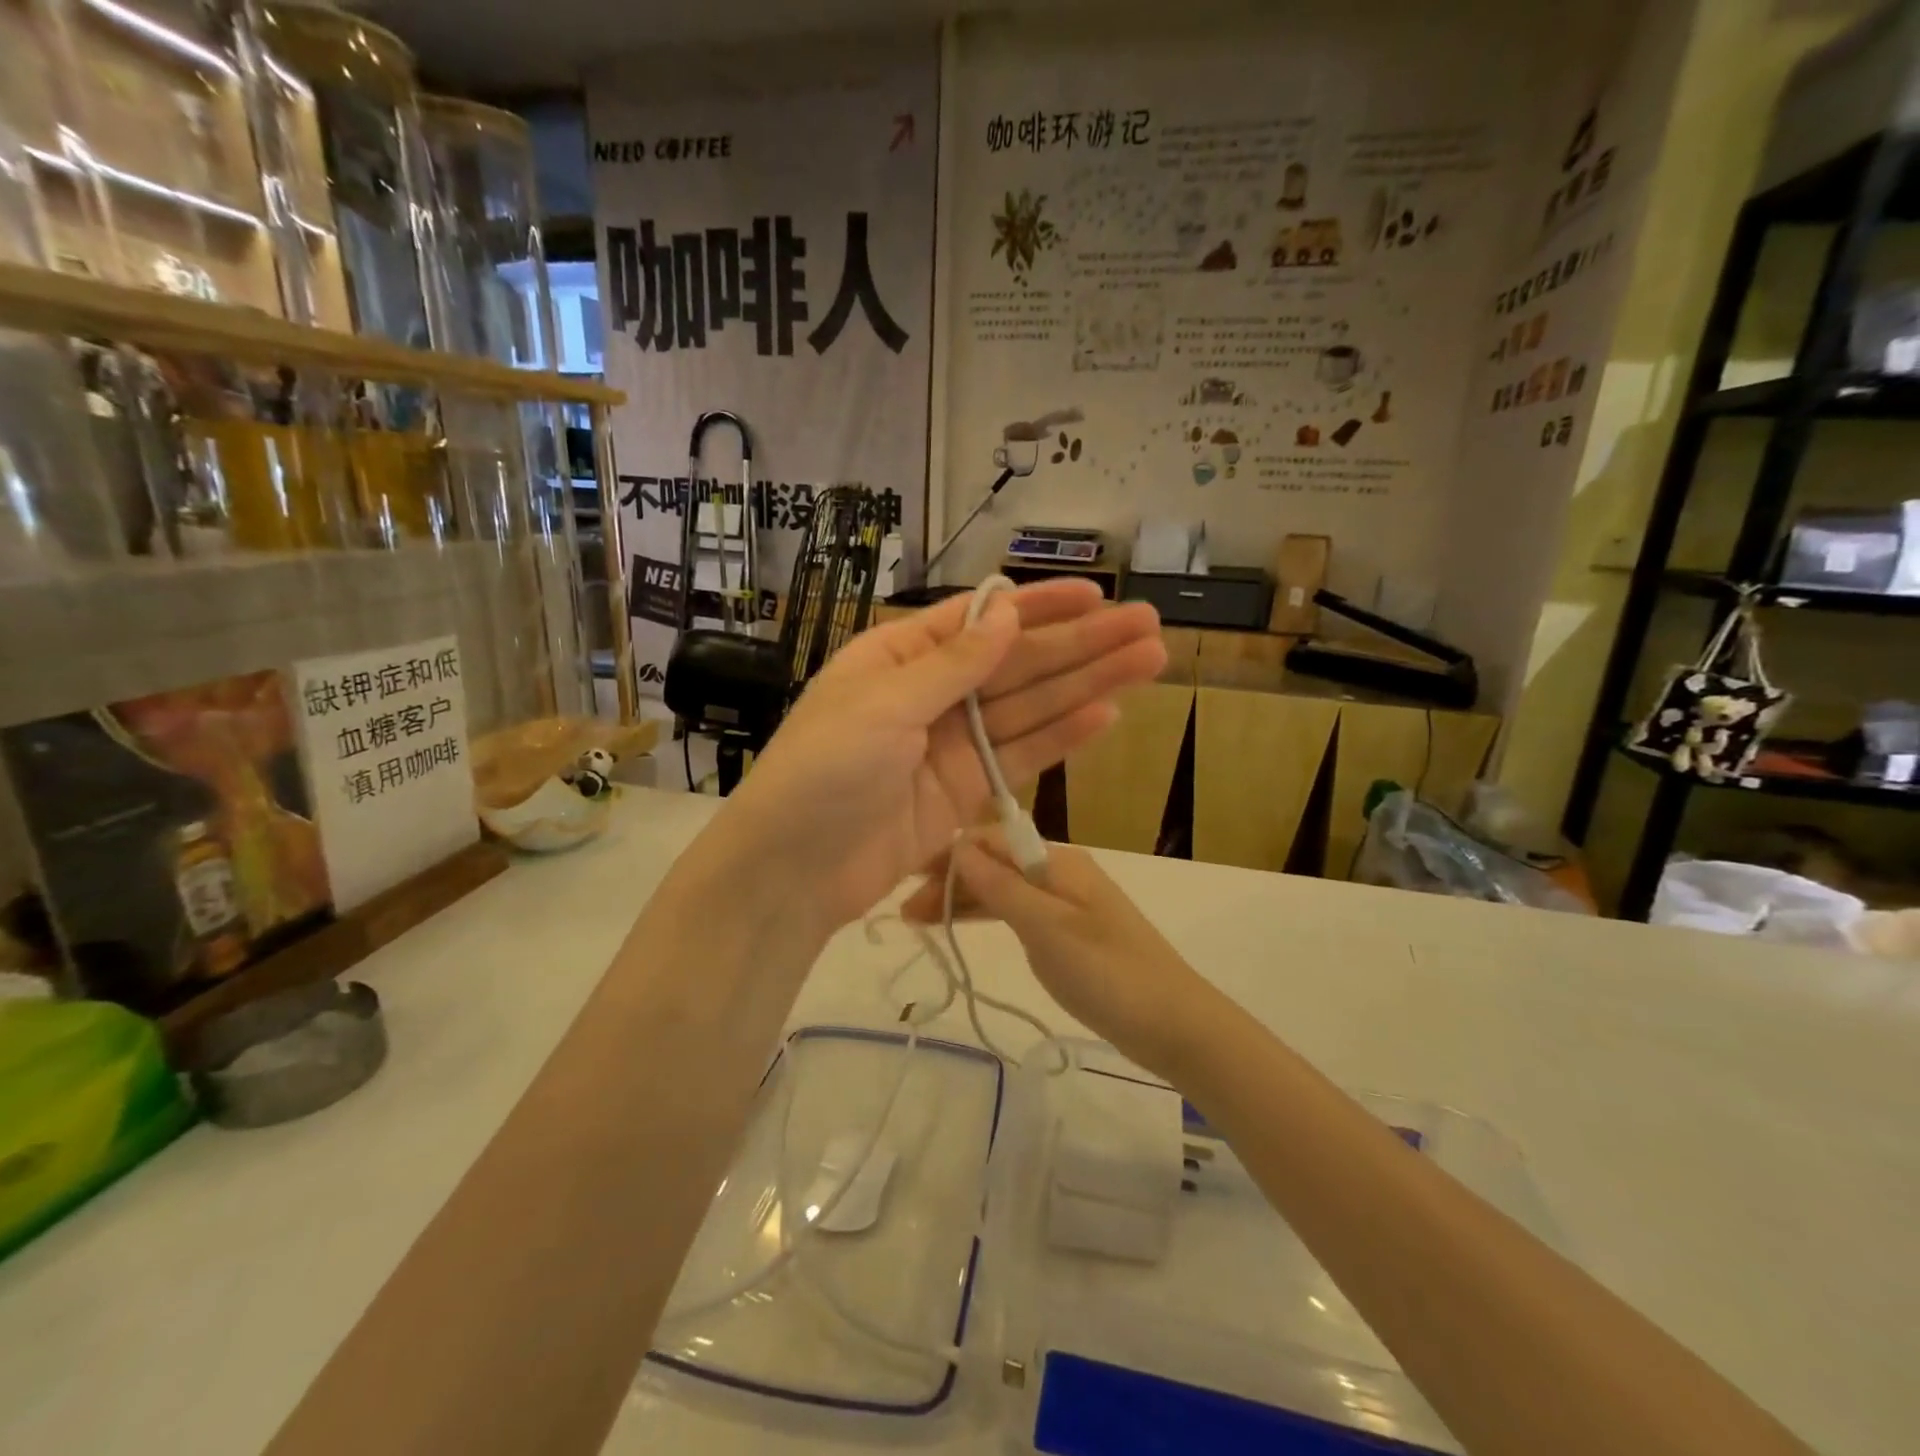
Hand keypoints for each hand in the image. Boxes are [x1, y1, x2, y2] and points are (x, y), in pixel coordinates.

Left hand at [716, 579, 1164, 936]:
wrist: (794, 870)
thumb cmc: (824, 769)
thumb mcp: (883, 703)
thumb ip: (952, 663)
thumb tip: (1007, 611)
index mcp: (899, 657)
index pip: (979, 621)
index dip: (1038, 607)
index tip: (1095, 595)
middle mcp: (930, 694)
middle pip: (1016, 664)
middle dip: (1081, 646)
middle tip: (1147, 627)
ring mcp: (951, 746)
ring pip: (1029, 708)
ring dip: (1087, 686)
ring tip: (1148, 663)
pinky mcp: (966, 793)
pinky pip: (1020, 757)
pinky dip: (1062, 737)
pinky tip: (1106, 714)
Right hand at [902, 832, 1223, 1082]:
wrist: (1173, 1023)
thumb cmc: (1107, 972)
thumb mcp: (1047, 928)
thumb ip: (1001, 887)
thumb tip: (958, 846)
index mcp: (1057, 861)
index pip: (991, 839)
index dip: (947, 854)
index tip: (906, 877)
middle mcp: (1059, 872)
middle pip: (994, 864)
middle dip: (950, 879)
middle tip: (904, 912)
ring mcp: (1064, 903)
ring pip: (1002, 889)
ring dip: (963, 900)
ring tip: (917, 922)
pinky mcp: (1066, 933)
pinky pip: (1017, 913)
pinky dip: (986, 917)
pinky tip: (961, 926)